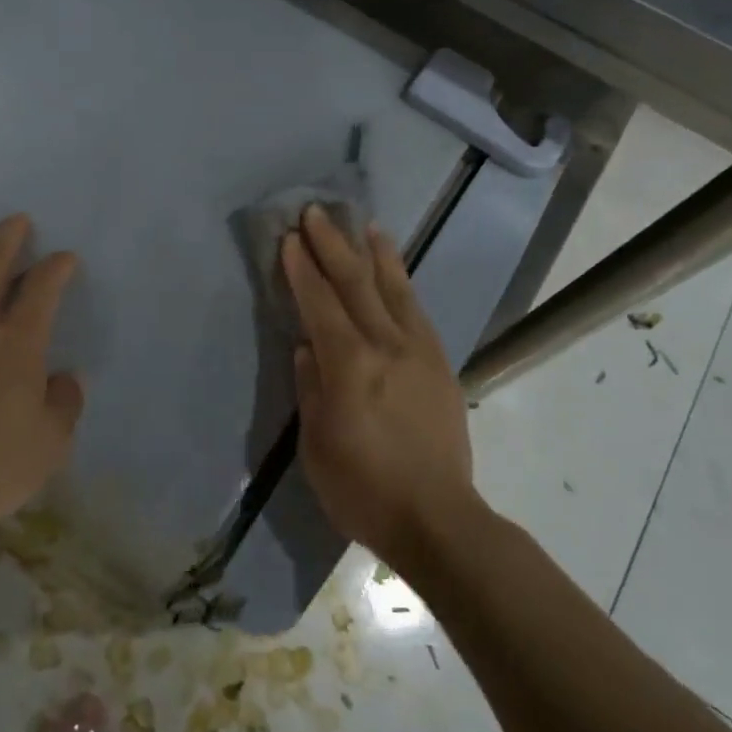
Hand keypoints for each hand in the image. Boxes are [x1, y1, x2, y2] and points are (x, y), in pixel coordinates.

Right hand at [283, 205, 481, 572]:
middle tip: (316, 213)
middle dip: (333, 246)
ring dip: (376, 253)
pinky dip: (403, 283)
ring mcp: (419, 352)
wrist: (438, 519)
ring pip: (394, 290)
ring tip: (364, 224)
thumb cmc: (363, 489)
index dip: (303, 269)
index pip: (320, 304)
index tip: (290, 238)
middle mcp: (387, 347)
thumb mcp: (317, 445)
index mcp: (350, 366)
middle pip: (356, 285)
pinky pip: (417, 311)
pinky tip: (395, 272)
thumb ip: (312, 387)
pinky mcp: (440, 364)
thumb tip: (307, 347)